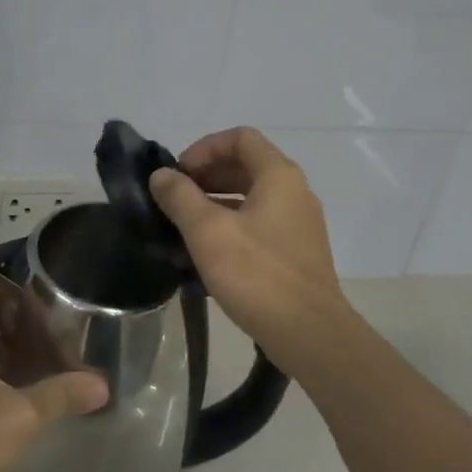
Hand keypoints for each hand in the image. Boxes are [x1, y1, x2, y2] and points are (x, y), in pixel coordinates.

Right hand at [149, 126, 353, 370]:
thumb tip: (161, 175)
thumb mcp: (207, 231)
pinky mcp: (298, 251)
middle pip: (247, 164)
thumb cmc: (257, 274)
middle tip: (176, 197)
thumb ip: (180, 197)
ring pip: (252, 195)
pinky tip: (209, 251)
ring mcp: (300, 223)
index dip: (204, 148)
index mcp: (278, 175)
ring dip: (217, 200)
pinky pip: (260, 222)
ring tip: (185, 224)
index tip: (179, 174)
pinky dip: (232, 223)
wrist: (309, 334)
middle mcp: (295, 191)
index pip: (240, 137)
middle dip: (207, 174)